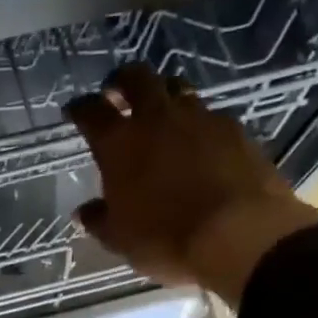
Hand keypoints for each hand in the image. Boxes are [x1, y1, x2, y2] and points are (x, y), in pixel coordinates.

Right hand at [67, 64, 317, 302]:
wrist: (241, 237)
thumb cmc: (166, 240)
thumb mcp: (120, 239)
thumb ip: (99, 220)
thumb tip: (85, 211)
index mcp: (119, 143)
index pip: (90, 111)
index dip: (80, 109)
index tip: (76, 112)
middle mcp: (156, 118)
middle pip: (136, 77)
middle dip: (123, 81)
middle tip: (118, 94)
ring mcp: (200, 118)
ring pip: (177, 89)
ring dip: (164, 97)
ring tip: (162, 117)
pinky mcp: (235, 129)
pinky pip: (210, 115)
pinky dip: (199, 123)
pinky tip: (201, 143)